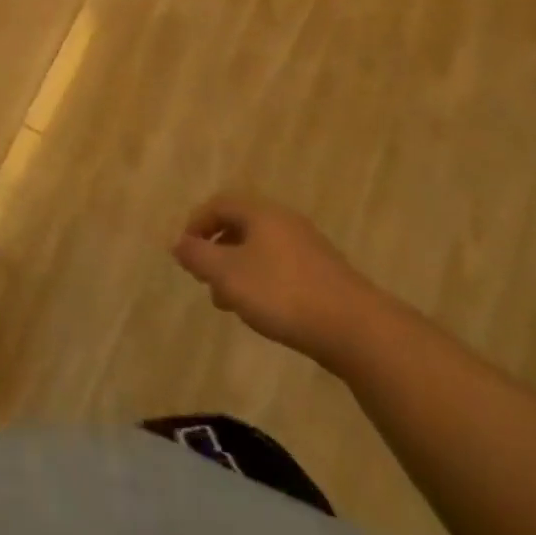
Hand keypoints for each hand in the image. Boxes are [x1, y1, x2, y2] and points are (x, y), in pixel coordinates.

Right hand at [172, 194, 391, 369]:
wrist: (357, 329)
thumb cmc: (282, 293)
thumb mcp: (227, 274)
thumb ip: (198, 257)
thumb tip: (178, 244)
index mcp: (261, 213)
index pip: (218, 204)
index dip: (196, 224)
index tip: (186, 253)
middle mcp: (285, 222)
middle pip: (240, 226)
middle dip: (217, 251)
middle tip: (206, 279)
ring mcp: (309, 248)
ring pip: (261, 250)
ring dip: (239, 271)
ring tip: (231, 303)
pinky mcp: (325, 275)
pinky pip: (282, 268)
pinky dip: (263, 282)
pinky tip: (264, 311)